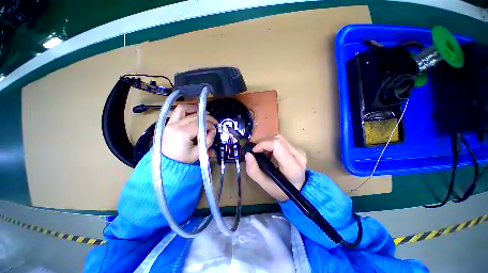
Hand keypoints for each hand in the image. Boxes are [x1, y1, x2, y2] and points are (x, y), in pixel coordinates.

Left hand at [161, 104, 217, 163]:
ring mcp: (170, 123)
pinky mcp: (168, 123)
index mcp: (183, 133)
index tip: (215, 128)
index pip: (200, 124)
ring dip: (195, 108)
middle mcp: (176, 125)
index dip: (210, 124)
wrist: (166, 163)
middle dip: (207, 118)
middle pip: (194, 116)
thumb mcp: (198, 153)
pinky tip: (193, 112)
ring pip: (183, 108)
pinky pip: (177, 112)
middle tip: (214, 122)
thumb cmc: (183, 160)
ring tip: (204, 113)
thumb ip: (208, 140)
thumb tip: (213, 130)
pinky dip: (186, 110)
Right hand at [245, 135, 306, 200]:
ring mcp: (300, 152)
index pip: (277, 145)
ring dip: (268, 143)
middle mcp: (299, 156)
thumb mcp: (265, 184)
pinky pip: (283, 141)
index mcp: (292, 166)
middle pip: (278, 139)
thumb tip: (248, 154)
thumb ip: (253, 170)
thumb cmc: (281, 190)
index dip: (263, 144)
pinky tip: (270, 153)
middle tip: (256, 151)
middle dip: (264, 143)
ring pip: (280, 138)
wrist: (298, 190)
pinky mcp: (299, 150)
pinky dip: (273, 144)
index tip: (254, 151)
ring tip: (263, 153)